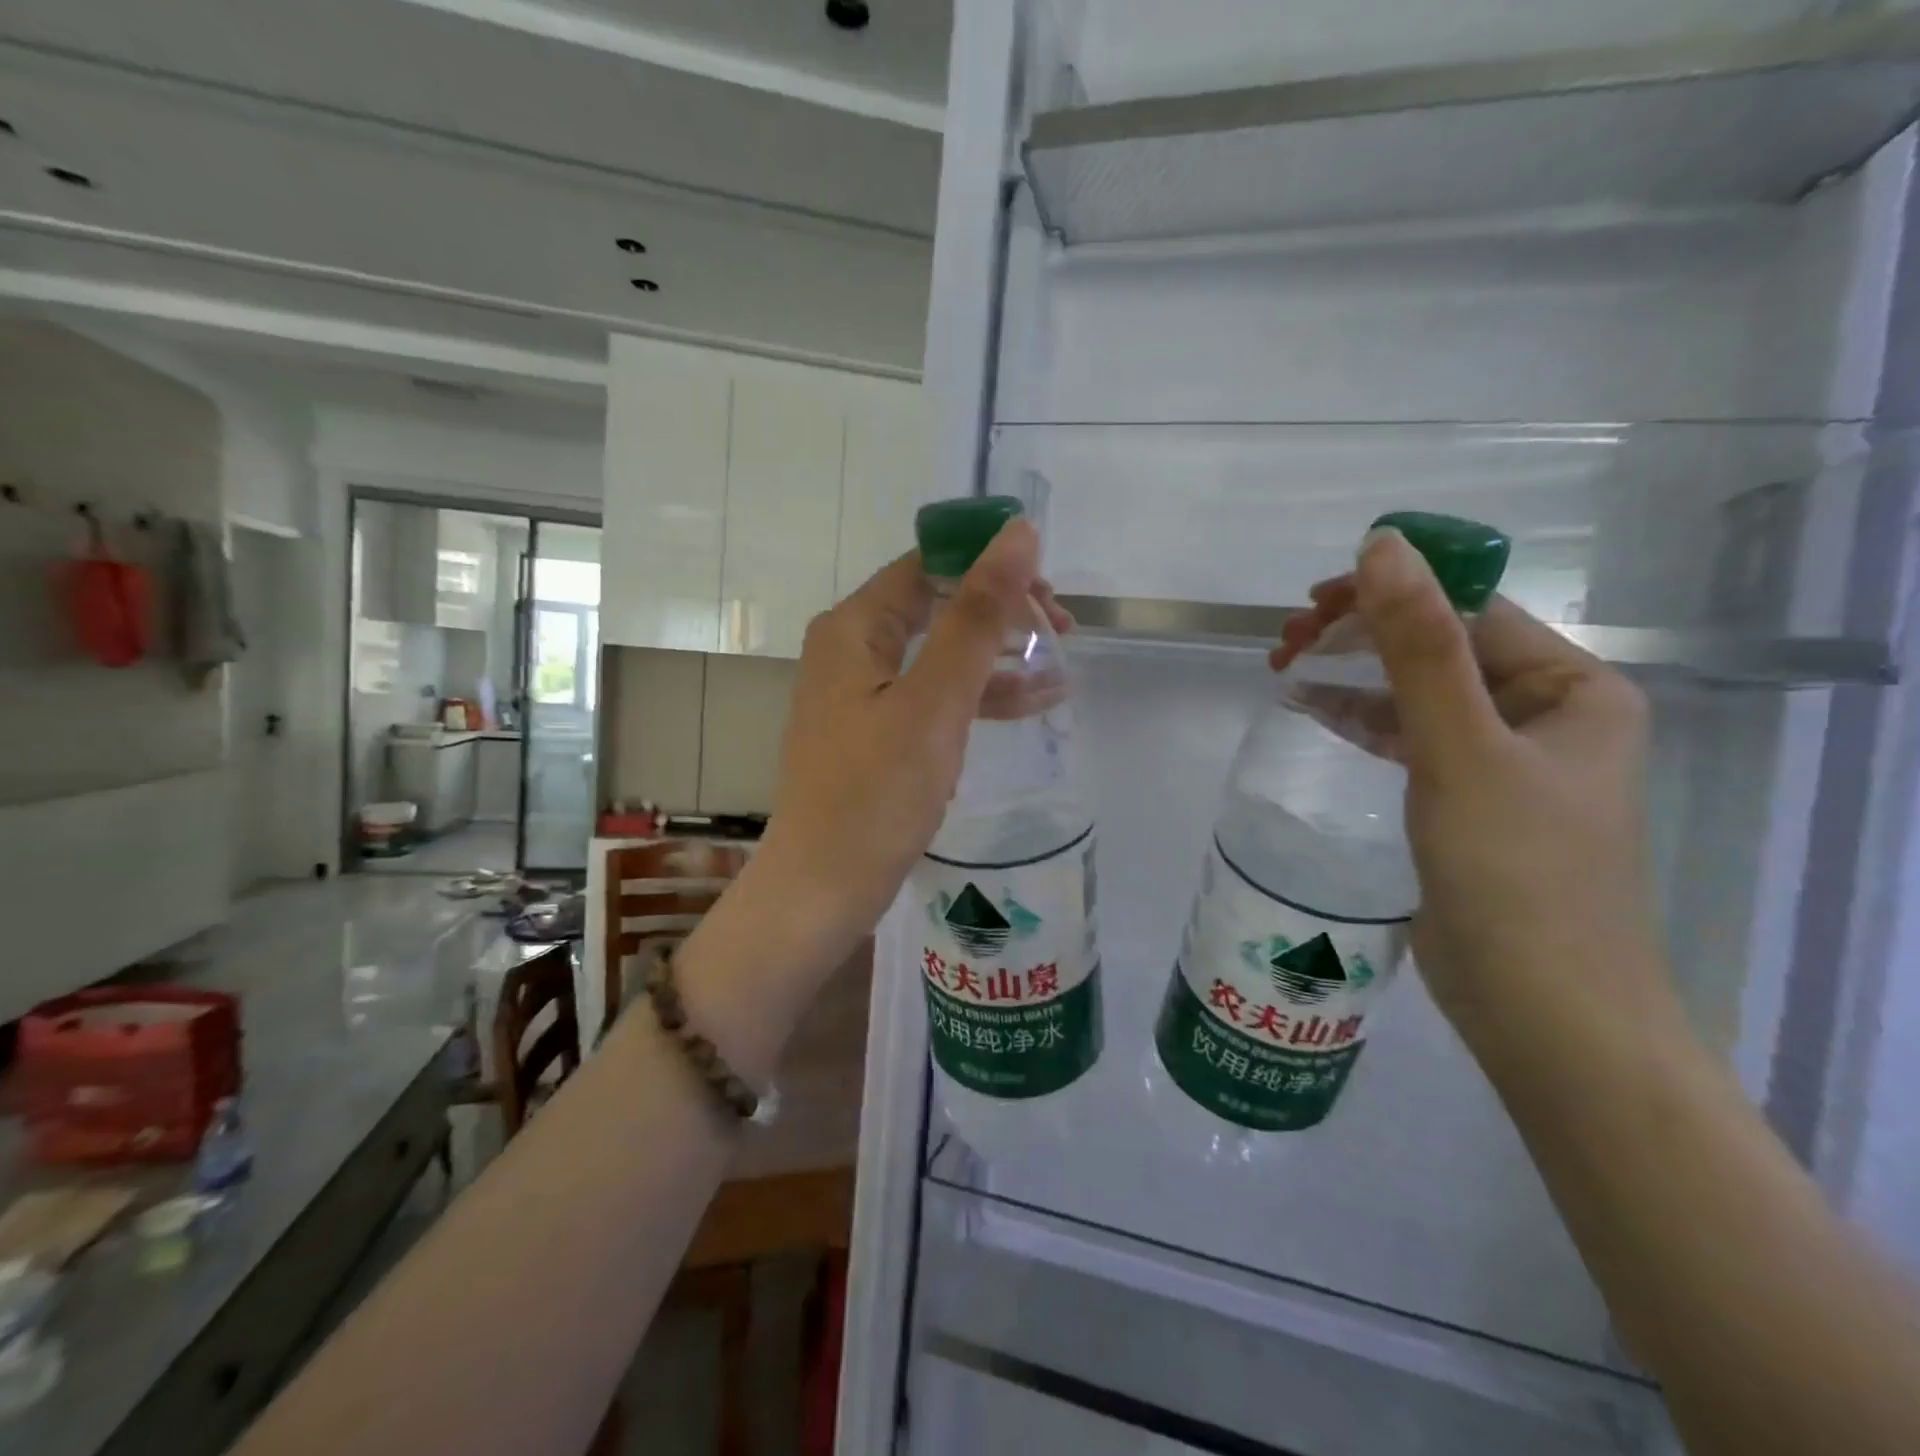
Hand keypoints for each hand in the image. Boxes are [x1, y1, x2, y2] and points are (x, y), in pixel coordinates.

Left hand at [748, 520, 1069, 978]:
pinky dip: (979, 697)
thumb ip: (977, 617)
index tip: (1049, 591)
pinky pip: (935, 697)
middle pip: (937, 605)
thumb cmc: (875, 794)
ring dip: (999, 655)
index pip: (929, 565)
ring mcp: (863, 693)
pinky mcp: (878, 733)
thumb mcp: (935, 702)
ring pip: (942, 653)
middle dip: (1002, 612)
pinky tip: (1034, 703)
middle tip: (1063, 631)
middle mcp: (852, 649)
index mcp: (854, 627)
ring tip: (1061, 666)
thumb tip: (1017, 533)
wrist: (823, 889)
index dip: (990, 565)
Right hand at [1275, 529, 1680, 1048]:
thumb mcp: (1459, 748)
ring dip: (1355, 675)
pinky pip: (1409, 739)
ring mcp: (1504, 762)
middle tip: (1287, 640)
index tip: (1312, 604)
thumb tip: (1383, 546)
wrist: (1541, 1008)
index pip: (1471, 612)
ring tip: (1286, 668)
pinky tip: (1314, 710)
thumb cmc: (1515, 872)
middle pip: (1440, 648)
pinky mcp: (1466, 802)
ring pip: (1418, 693)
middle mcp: (1545, 716)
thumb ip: (1419, 646)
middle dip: (1363, 635)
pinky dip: (1362, 720)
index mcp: (1573, 688)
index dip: (1390, 595)